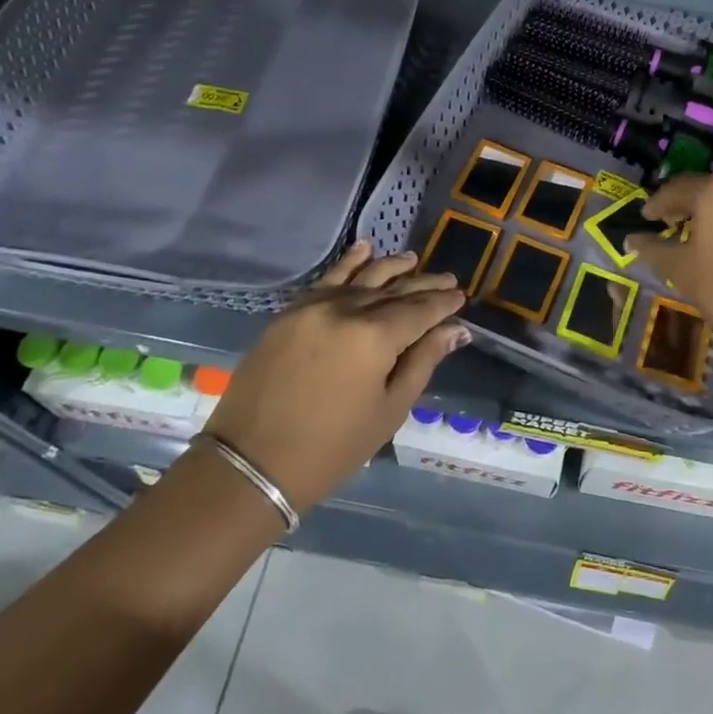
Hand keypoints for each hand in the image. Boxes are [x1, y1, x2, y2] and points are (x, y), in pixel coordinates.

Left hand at [205, 241, 467, 511]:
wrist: (251, 463)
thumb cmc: (331, 447)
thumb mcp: (388, 410)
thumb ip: (423, 362)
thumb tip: (454, 329)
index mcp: (375, 338)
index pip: (420, 310)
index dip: (443, 303)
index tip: (461, 296)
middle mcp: (346, 311)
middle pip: (394, 290)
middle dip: (424, 285)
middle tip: (448, 280)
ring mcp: (314, 307)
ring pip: (362, 277)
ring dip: (391, 267)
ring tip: (413, 259)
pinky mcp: (290, 312)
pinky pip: (326, 279)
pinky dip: (348, 263)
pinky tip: (365, 250)